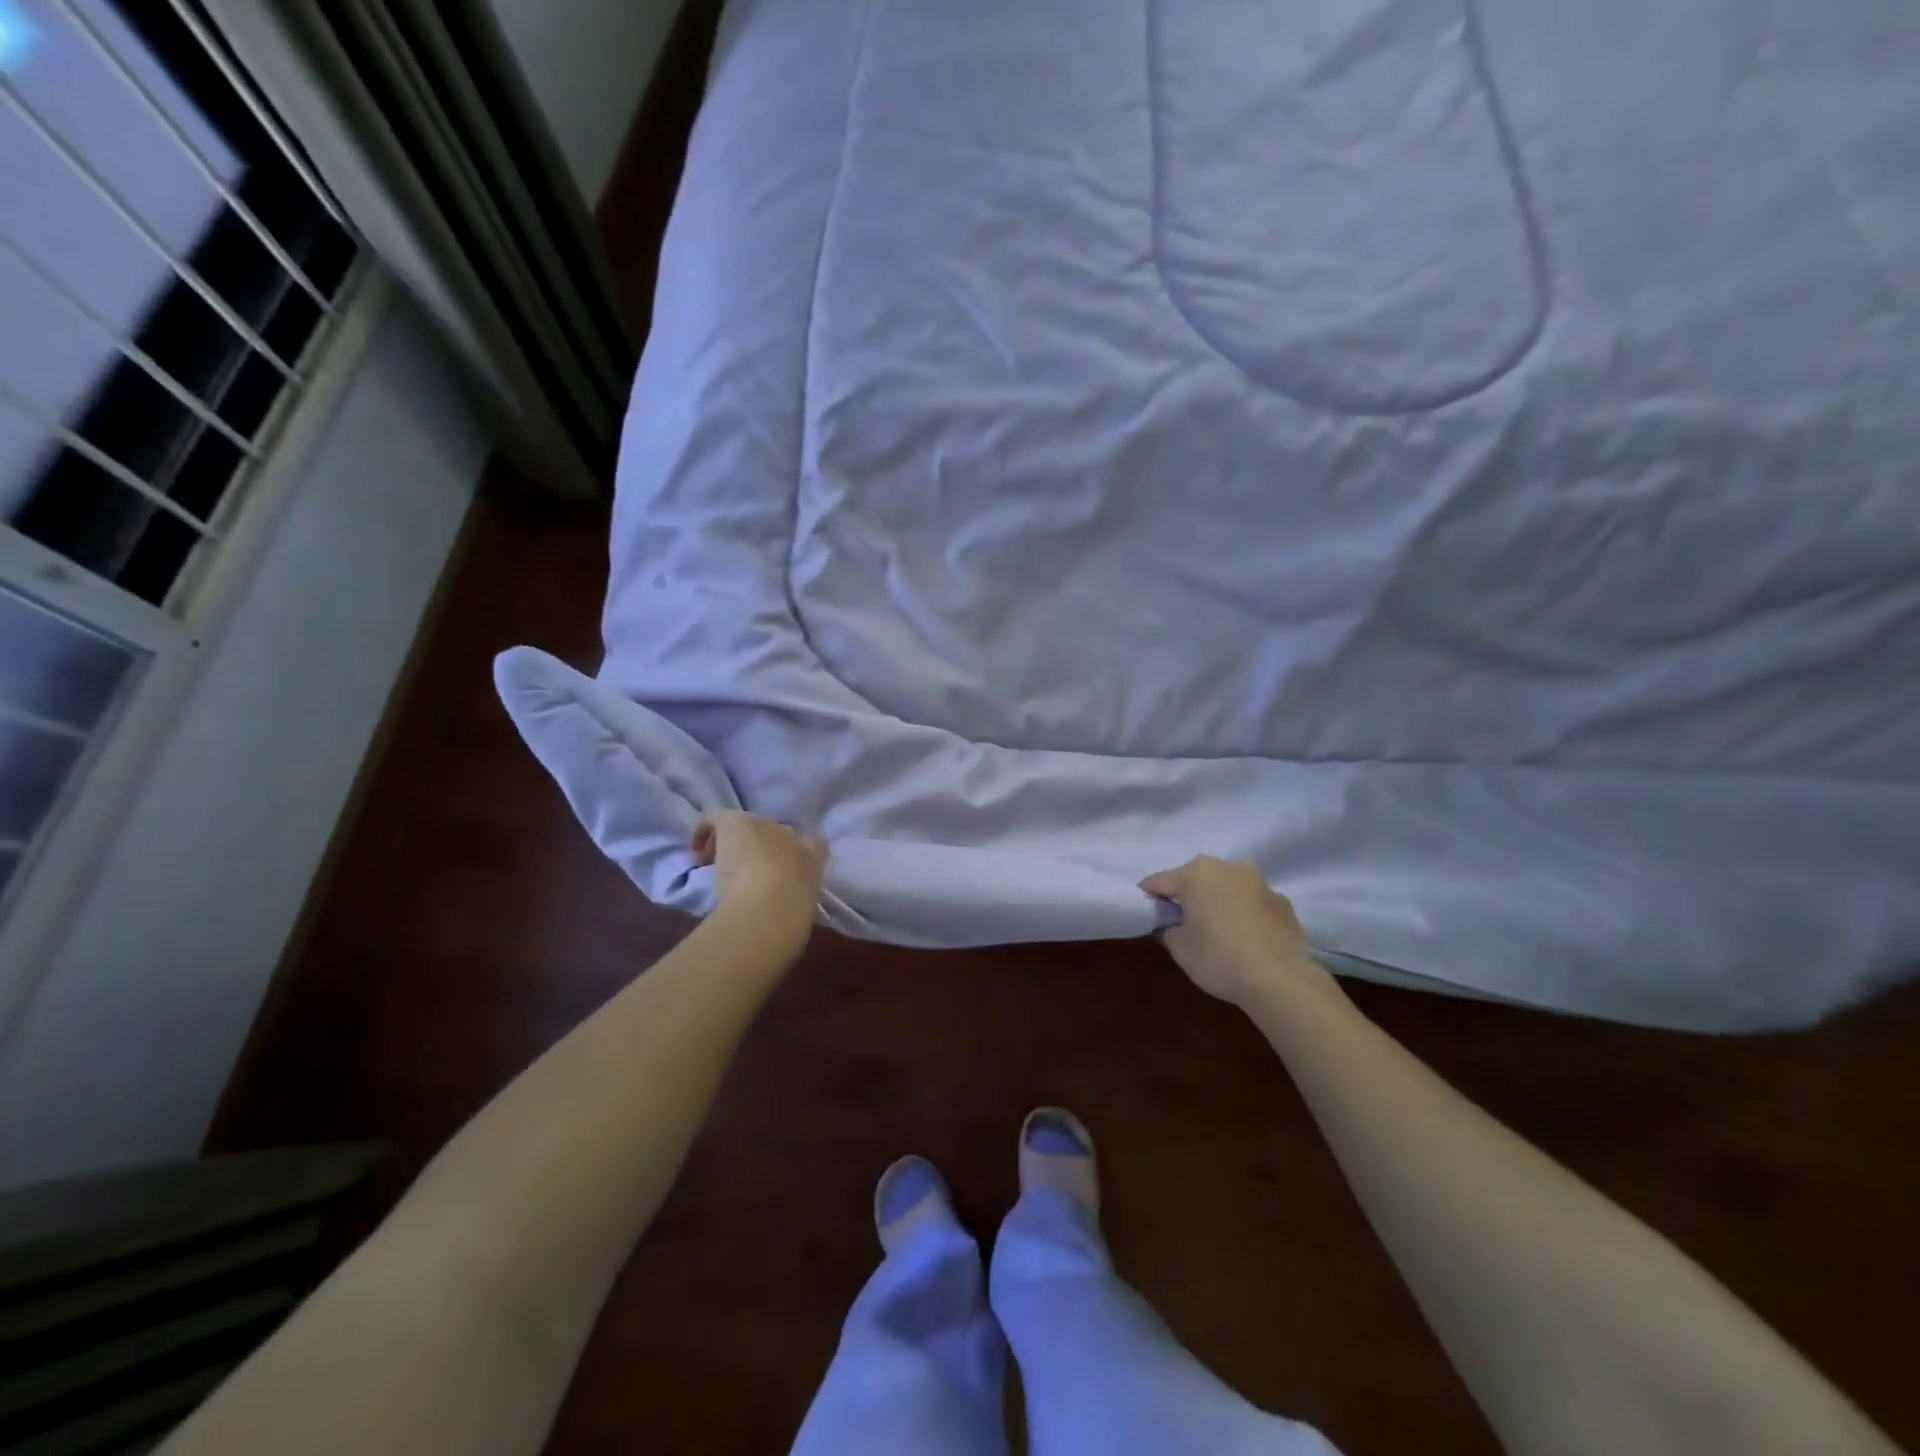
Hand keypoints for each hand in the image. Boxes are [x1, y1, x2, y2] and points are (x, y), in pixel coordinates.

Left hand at [692, 813, 827, 923]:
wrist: (771, 907)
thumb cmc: (790, 916)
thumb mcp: (802, 910)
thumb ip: (796, 900)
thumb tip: (785, 906)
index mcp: (814, 855)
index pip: (811, 843)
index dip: (791, 854)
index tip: (778, 873)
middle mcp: (791, 835)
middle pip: (773, 833)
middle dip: (758, 849)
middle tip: (743, 874)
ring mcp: (763, 826)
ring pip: (744, 828)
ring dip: (732, 845)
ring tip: (718, 867)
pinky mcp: (735, 823)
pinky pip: (715, 819)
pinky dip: (704, 831)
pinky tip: (695, 852)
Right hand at [1140, 857, 1337, 1008]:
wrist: (1281, 980)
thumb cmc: (1219, 958)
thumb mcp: (1179, 948)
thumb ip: (1167, 928)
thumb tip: (1170, 923)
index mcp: (1196, 873)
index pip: (1159, 882)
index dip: (1148, 899)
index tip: (1144, 915)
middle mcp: (1228, 867)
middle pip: (1195, 879)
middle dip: (1186, 897)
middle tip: (1180, 924)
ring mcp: (1260, 882)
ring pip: (1227, 888)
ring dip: (1218, 902)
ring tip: (1217, 932)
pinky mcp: (1283, 902)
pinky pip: (1252, 903)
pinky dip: (1244, 914)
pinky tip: (1246, 939)